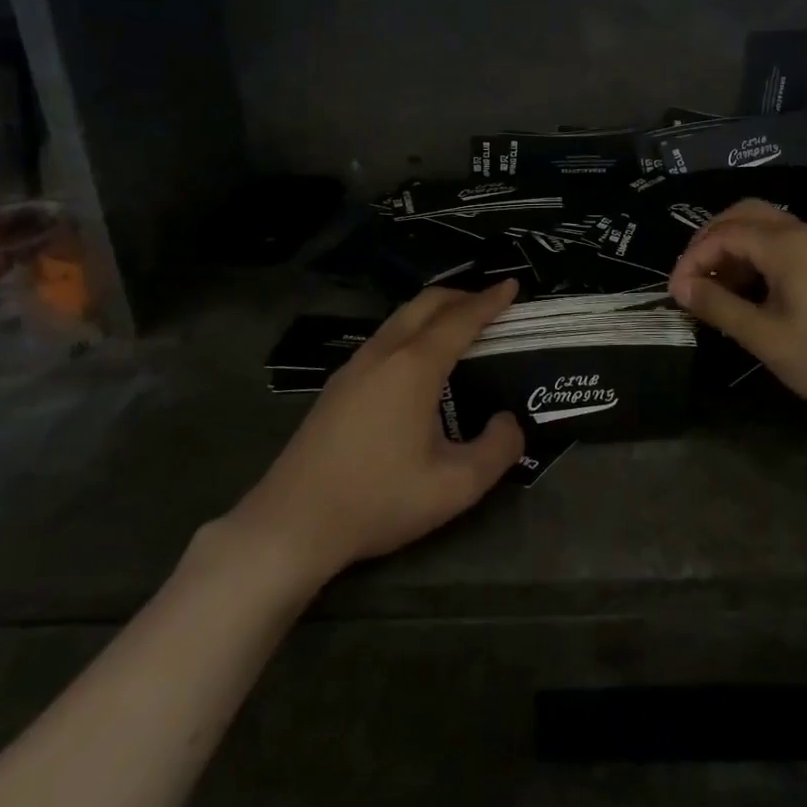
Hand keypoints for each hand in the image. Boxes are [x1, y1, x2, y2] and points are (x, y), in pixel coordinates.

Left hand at [236, 280, 523, 584]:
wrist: (293, 522)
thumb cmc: (379, 500)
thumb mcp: (455, 486)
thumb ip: (497, 450)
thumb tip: (508, 422)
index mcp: (414, 367)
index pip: (460, 319)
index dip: (490, 301)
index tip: (512, 284)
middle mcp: (383, 353)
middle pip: (425, 304)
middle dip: (461, 295)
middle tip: (490, 302)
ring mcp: (354, 366)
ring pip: (400, 318)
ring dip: (433, 312)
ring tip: (458, 326)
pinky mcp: (337, 385)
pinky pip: (384, 338)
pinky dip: (412, 330)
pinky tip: (417, 360)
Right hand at [668, 201, 806, 428]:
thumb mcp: (767, 338)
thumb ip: (720, 307)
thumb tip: (681, 287)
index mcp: (785, 245)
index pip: (723, 234)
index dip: (691, 259)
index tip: (675, 293)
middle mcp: (804, 234)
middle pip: (744, 214)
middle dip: (710, 240)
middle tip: (692, 276)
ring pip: (766, 227)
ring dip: (734, 248)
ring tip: (717, 288)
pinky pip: (785, 244)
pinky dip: (758, 257)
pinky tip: (753, 292)